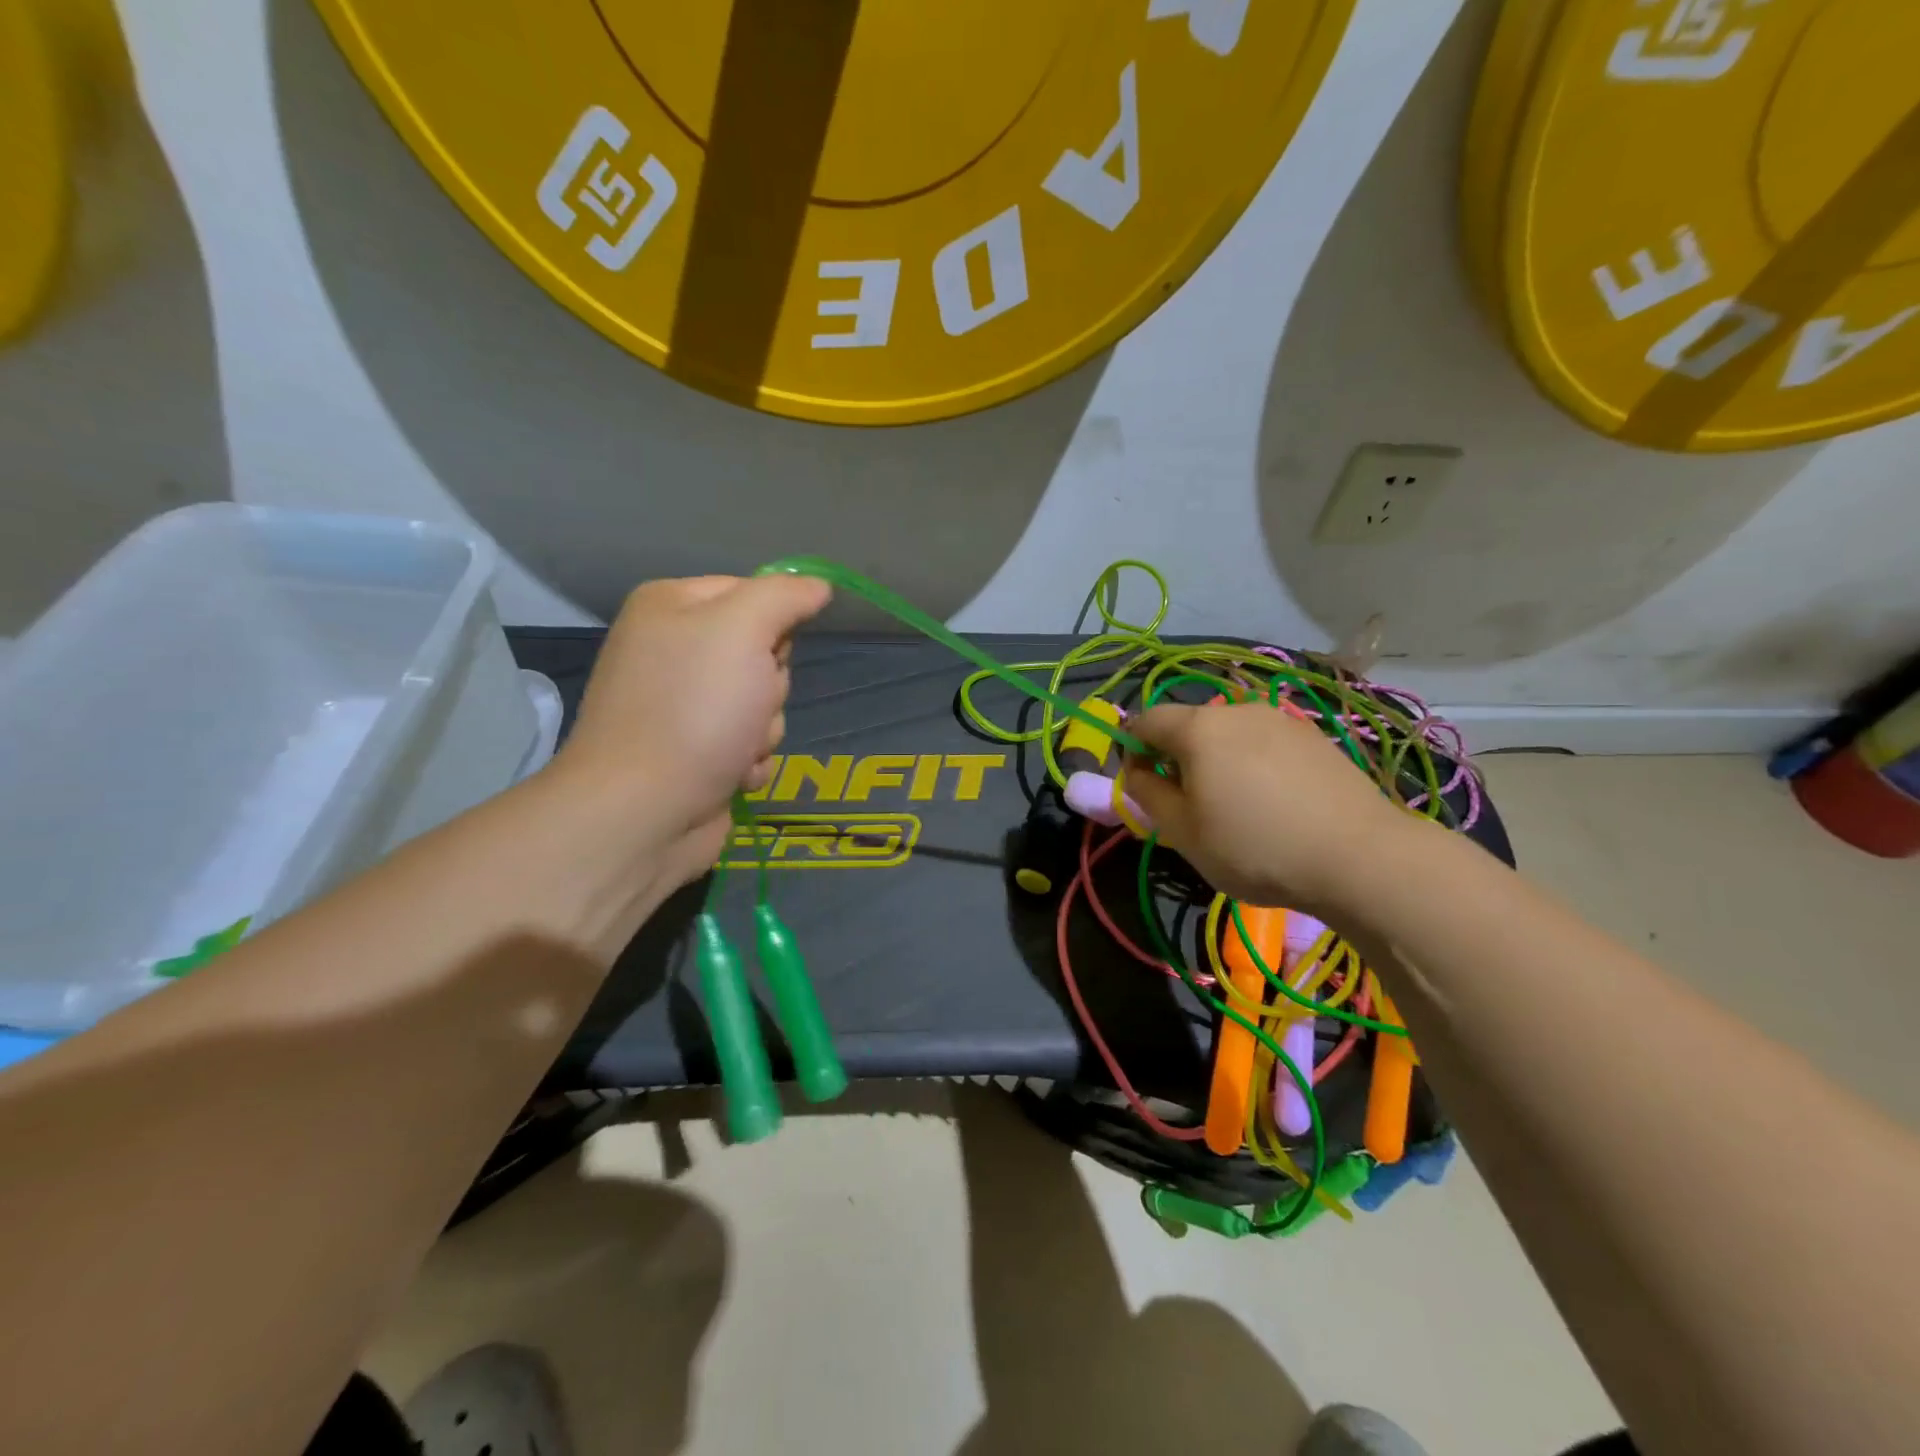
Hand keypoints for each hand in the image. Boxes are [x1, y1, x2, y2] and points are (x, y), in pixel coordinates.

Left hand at [553, 573, 830, 886]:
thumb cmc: (695, 709)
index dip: (775, 623)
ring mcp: (682, 707)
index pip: (753, 592)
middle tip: (749, 704)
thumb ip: (784, 597)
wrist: (643, 810)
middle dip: (769, 686)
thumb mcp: (744, 631)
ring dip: (763, 730)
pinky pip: (748, 745)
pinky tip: (731, 774)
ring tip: (738, 748)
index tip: (772, 650)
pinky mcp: (695, 753)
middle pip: (762, 652)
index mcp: (671, 607)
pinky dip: (748, 761)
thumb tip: (818, 586)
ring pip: (762, 703)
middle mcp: (672, 651)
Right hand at [1123, 701, 1417, 919]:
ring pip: (1229, 734)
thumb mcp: (1182, 832)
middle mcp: (1238, 710)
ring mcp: (1281, 721)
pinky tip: (1274, 804)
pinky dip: (1254, 765)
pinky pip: (1265, 744)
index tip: (1140, 785)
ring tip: (1235, 807)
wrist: (1361, 858)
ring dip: (1217, 761)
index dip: (1131, 748)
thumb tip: (1137, 772)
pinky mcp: (1315, 738)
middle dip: (1176, 757)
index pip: (1146, 720)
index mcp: (1198, 728)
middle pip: (1189, 725)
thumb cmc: (1255, 847)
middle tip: (1187, 804)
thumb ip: (1146, 794)